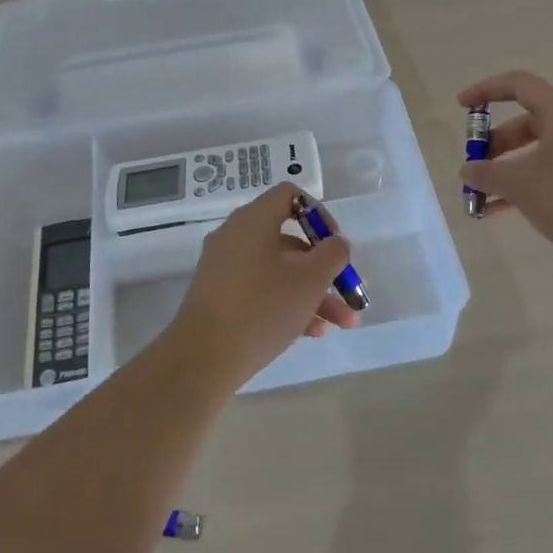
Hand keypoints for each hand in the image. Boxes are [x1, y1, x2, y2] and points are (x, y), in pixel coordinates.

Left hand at [164, 182, 359, 384]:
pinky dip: (287, 304)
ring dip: (313, 293)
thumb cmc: (262, 307)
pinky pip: (261, 290)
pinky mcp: (219, 296)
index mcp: (253, 220)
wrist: (203, 357)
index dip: (319, 213)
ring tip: (340, 324)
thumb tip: (335, 243)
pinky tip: (312, 333)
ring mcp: (225, 267)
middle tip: (349, 293)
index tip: (335, 242)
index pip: (289, 195)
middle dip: (324, 268)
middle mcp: (235, 236)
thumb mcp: (310, 279)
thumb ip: (332, 254)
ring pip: (278, 271)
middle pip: (289, 240)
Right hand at [458, 70, 552, 263]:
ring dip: (506, 172)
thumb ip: (486, 173)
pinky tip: (501, 212)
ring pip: (536, 153)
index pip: (517, 84)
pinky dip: (525, 186)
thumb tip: (467, 171)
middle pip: (525, 122)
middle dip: (494, 145)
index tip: (460, 106)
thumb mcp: (518, 182)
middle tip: (474, 167)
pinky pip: (550, 174)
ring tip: (481, 198)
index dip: (485, 90)